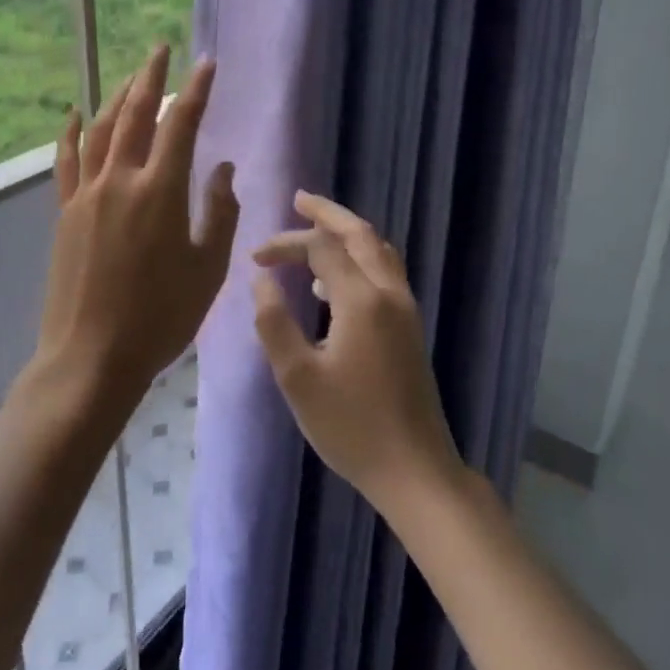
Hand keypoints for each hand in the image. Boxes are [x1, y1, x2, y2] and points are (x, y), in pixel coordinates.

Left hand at [30, 45, 238, 423]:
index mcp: (160, 192)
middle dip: (149, 78)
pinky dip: (72, 132)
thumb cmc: (160, 317)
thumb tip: (221, 168)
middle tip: (160, 49)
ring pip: (101, 130)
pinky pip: (68, 160)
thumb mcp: (207, 269)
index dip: (195, 90)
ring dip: (116, 97)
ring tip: (131, 77)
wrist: (92, 355)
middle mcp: (120, 180)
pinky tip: (75, 114)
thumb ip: (220, 213)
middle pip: (134, 114)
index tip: (205, 63)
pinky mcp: (66, 212)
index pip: (181, 125)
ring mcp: (87, 194)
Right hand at [253, 192, 463, 516]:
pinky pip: (385, 273)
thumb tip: (262, 279)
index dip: (287, 244)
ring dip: (347, 234)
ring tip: (313, 233)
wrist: (414, 469)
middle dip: (328, 214)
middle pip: (361, 234)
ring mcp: (405, 310)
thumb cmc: (350, 426)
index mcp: (362, 300)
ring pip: (379, 251)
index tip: (255, 258)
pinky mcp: (409, 328)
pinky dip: (359, 260)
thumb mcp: (298, 377)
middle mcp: (390, 294)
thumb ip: (274, 322)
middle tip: (299, 200)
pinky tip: (332, 285)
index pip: (322, 248)